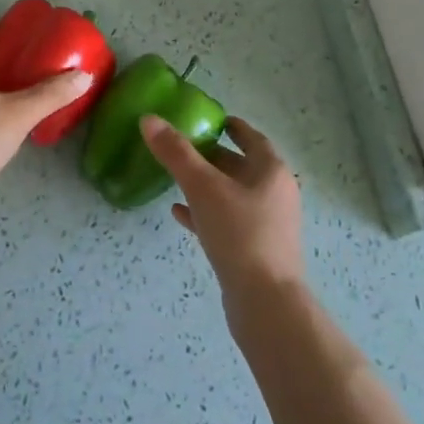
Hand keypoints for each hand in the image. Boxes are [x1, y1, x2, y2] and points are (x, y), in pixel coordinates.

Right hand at [140, 115, 304, 300]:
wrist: (265, 303)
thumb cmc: (240, 234)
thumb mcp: (203, 187)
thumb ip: (176, 153)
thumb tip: (149, 119)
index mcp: (271, 172)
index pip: (252, 138)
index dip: (231, 126)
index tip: (209, 119)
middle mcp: (274, 194)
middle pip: (241, 166)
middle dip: (213, 156)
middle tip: (182, 147)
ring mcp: (267, 225)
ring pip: (232, 195)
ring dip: (207, 185)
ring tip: (175, 178)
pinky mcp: (254, 251)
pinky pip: (227, 222)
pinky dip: (205, 214)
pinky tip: (179, 214)